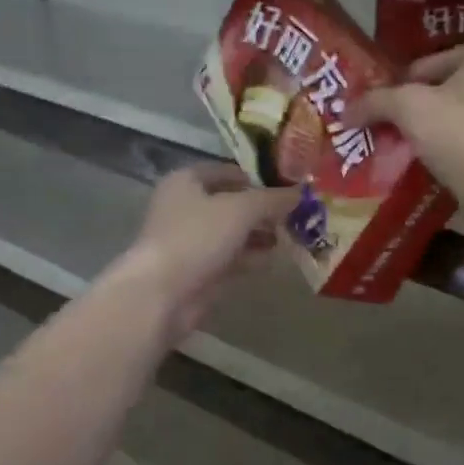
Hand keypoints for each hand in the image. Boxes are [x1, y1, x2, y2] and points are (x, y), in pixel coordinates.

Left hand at [111, 164, 299, 340]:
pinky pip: (231, 258)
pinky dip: (251, 257)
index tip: (287, 185)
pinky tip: (274, 259)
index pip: (225, 171)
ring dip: (260, 234)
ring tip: (292, 236)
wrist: (163, 293)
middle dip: (262, 209)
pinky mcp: (199, 271)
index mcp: (186, 182)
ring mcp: (191, 241)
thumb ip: (272, 199)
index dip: (255, 176)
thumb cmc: (197, 237)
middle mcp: (186, 207)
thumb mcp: (241, 209)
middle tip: (296, 213)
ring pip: (232, 232)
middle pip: (231, 203)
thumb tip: (300, 193)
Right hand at [347, 47, 463, 188]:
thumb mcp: (405, 106)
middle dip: (416, 111)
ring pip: (457, 125)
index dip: (401, 80)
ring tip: (400, 153)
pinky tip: (424, 173)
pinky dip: (446, 159)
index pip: (433, 61)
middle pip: (446, 94)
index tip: (381, 103)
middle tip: (387, 128)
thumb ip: (374, 102)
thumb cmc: (455, 130)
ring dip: (430, 137)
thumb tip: (345, 112)